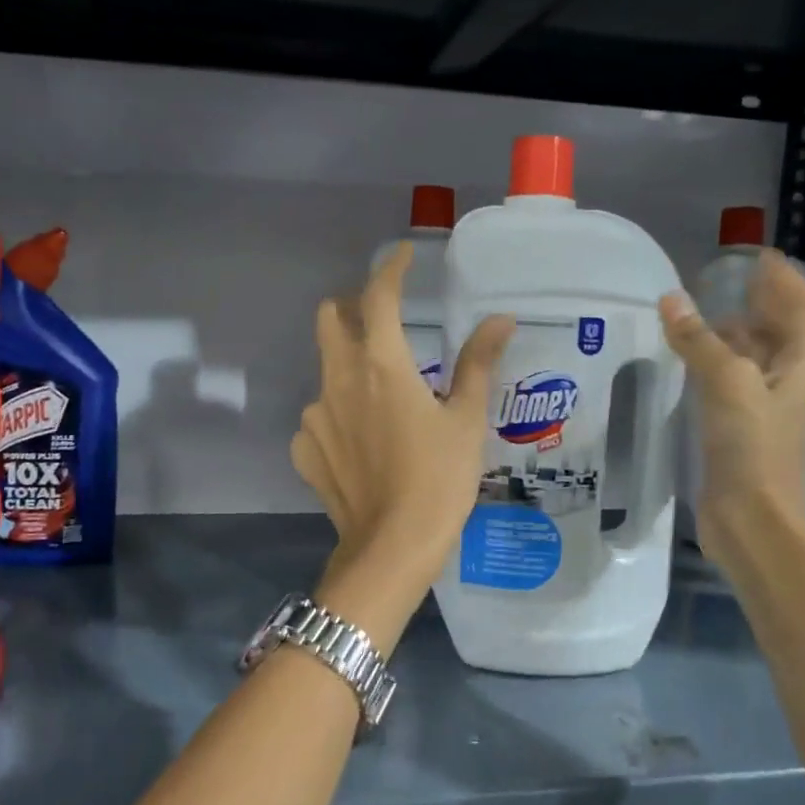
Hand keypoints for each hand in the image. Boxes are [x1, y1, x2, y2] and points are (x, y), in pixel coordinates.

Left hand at [292, 244, 513, 613]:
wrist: (391, 547)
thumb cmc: (439, 479)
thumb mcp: (466, 419)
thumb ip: (477, 363)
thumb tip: (500, 321)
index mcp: (381, 364)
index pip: (378, 297)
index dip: (390, 269)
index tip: (403, 256)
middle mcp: (338, 379)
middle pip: (329, 319)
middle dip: (350, 307)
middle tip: (378, 317)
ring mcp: (314, 415)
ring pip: (325, 370)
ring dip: (348, 367)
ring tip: (381, 397)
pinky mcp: (304, 448)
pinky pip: (319, 418)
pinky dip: (339, 416)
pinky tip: (362, 444)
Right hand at [659, 250, 804, 556]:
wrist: (753, 520)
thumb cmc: (752, 447)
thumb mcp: (726, 383)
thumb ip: (699, 339)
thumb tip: (672, 299)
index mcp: (804, 366)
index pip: (803, 307)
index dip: (784, 279)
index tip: (756, 257)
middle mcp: (792, 382)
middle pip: (781, 331)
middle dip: (756, 303)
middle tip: (719, 283)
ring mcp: (768, 408)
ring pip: (755, 358)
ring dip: (732, 334)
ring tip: (697, 317)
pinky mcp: (743, 430)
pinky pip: (732, 384)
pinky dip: (715, 364)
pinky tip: (687, 364)